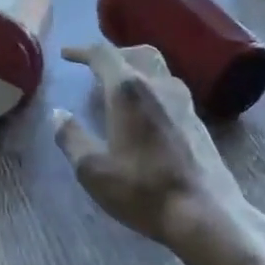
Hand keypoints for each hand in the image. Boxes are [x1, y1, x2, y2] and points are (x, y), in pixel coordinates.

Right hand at [52, 41, 252, 253]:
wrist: (207, 213)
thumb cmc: (143, 189)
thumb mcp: (93, 170)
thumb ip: (71, 138)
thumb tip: (57, 114)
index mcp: (128, 90)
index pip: (103, 54)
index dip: (81, 51)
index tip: (66, 55)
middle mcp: (158, 85)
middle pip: (136, 53)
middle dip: (113, 55)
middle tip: (95, 70)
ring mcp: (183, 100)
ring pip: (157, 68)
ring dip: (135, 69)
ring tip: (118, 90)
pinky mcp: (197, 119)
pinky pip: (169, 88)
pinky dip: (151, 87)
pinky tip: (145, 113)